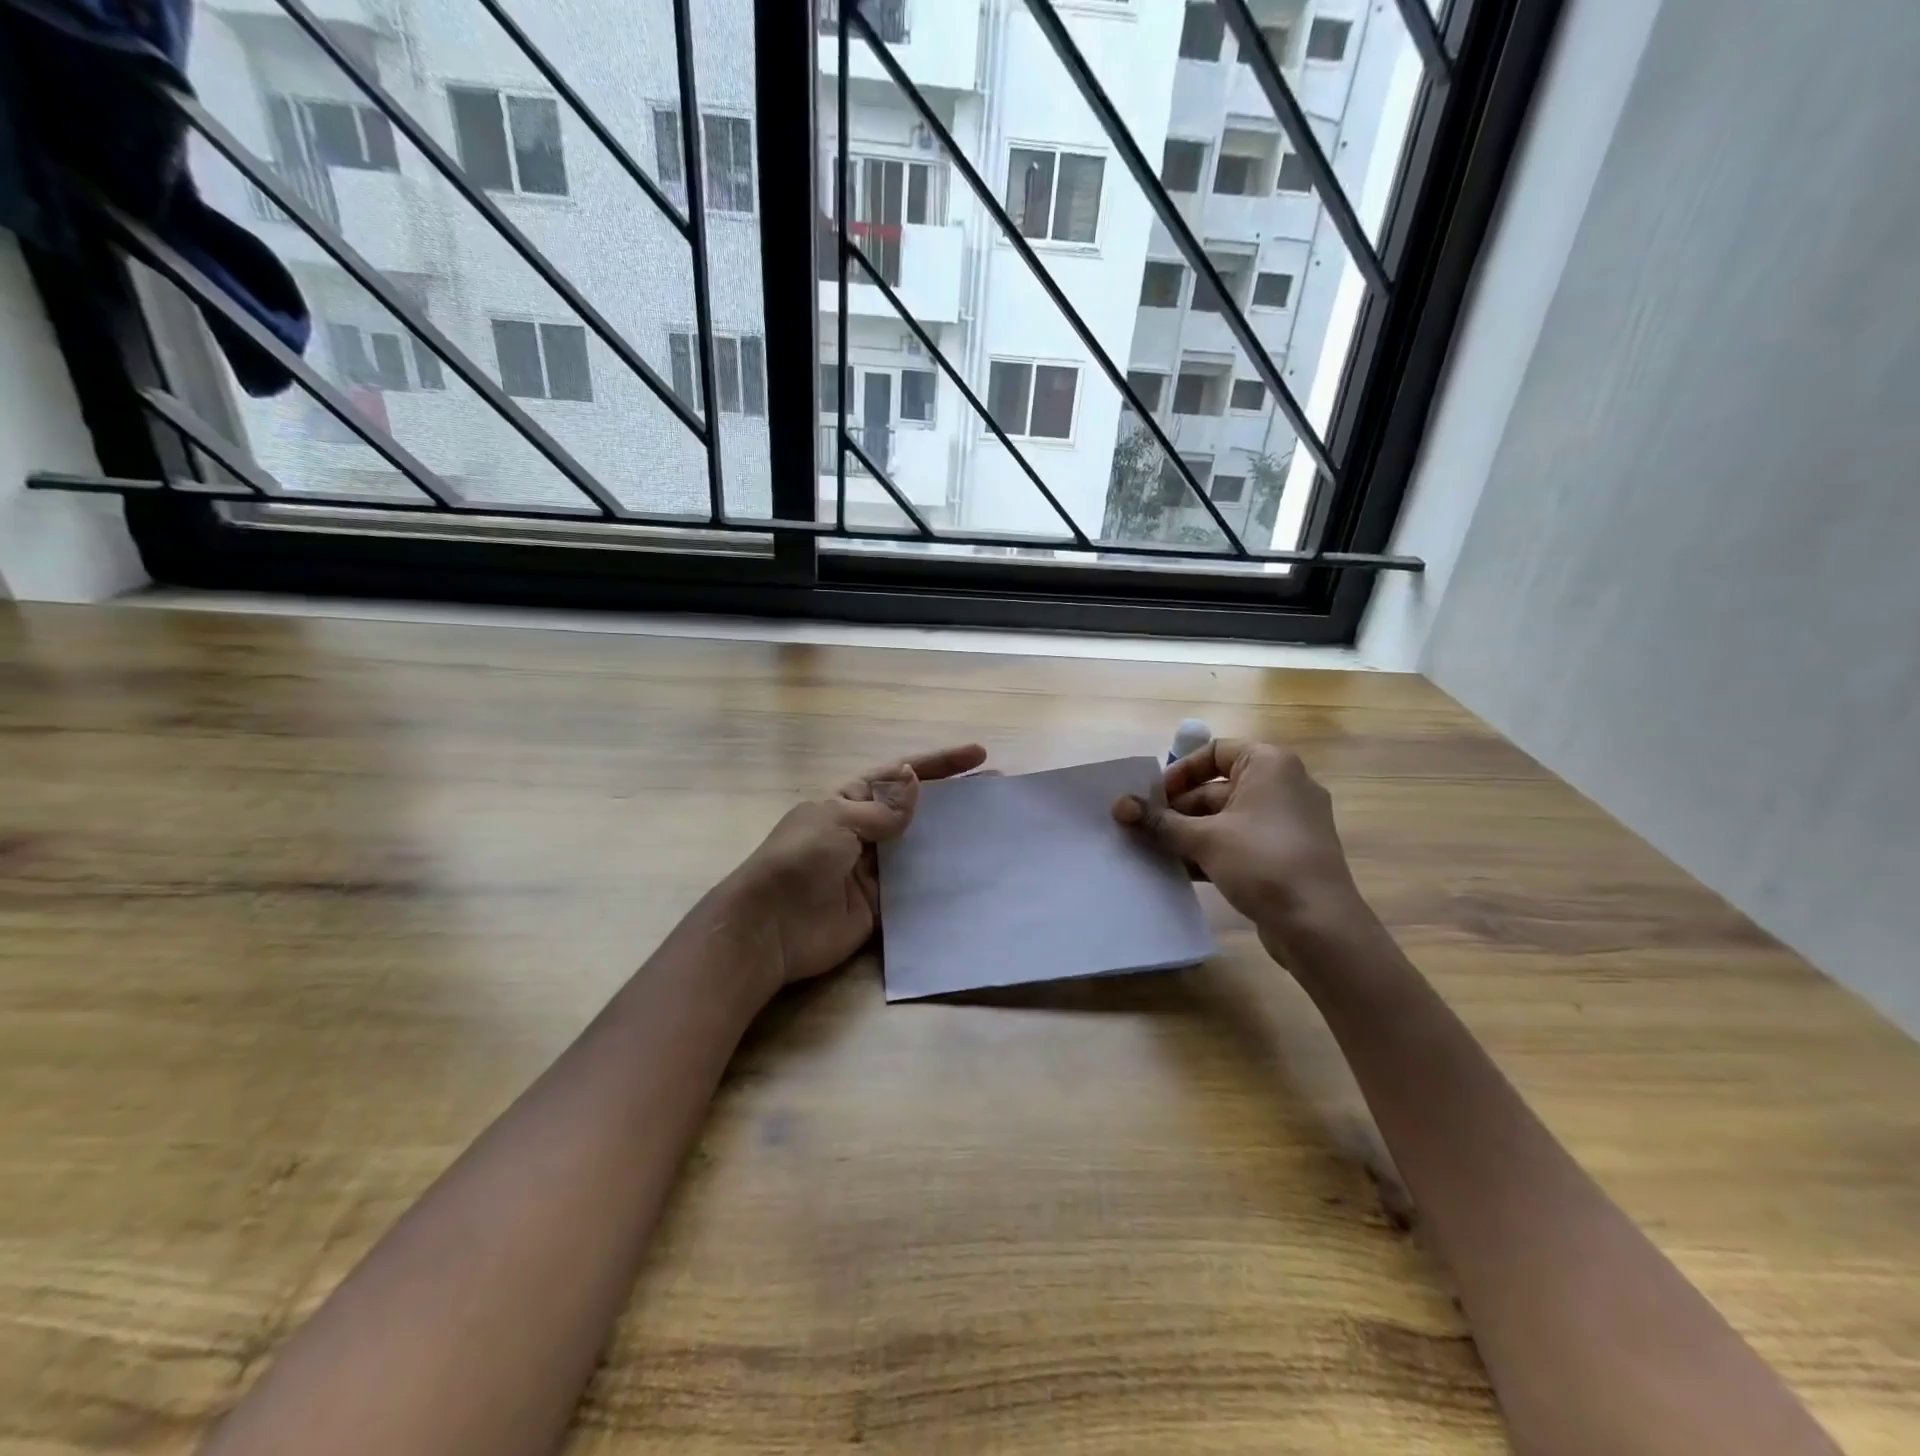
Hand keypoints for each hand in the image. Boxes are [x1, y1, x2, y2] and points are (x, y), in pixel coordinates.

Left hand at [726, 743, 987, 995]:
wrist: (770, 930)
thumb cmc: (798, 861)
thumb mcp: (837, 821)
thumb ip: (881, 808)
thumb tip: (915, 779)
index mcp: (849, 802)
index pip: (900, 775)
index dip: (939, 764)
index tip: (978, 755)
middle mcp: (865, 832)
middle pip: (916, 811)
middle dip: (953, 800)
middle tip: (997, 793)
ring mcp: (874, 871)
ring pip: (921, 849)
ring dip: (953, 840)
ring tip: (996, 832)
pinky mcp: (881, 906)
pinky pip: (916, 890)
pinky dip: (941, 882)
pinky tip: (973, 876)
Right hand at [1113, 738, 1364, 958]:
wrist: (1319, 926)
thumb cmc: (1262, 863)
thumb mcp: (1204, 839)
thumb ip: (1159, 821)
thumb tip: (1119, 805)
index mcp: (1269, 765)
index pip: (1214, 752)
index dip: (1179, 772)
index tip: (1152, 798)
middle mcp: (1282, 785)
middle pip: (1216, 787)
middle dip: (1177, 809)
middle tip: (1142, 829)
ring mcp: (1287, 822)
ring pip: (1226, 818)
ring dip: (1189, 833)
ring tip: (1153, 851)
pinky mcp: (1285, 854)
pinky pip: (1240, 841)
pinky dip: (1211, 850)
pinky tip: (1180, 870)